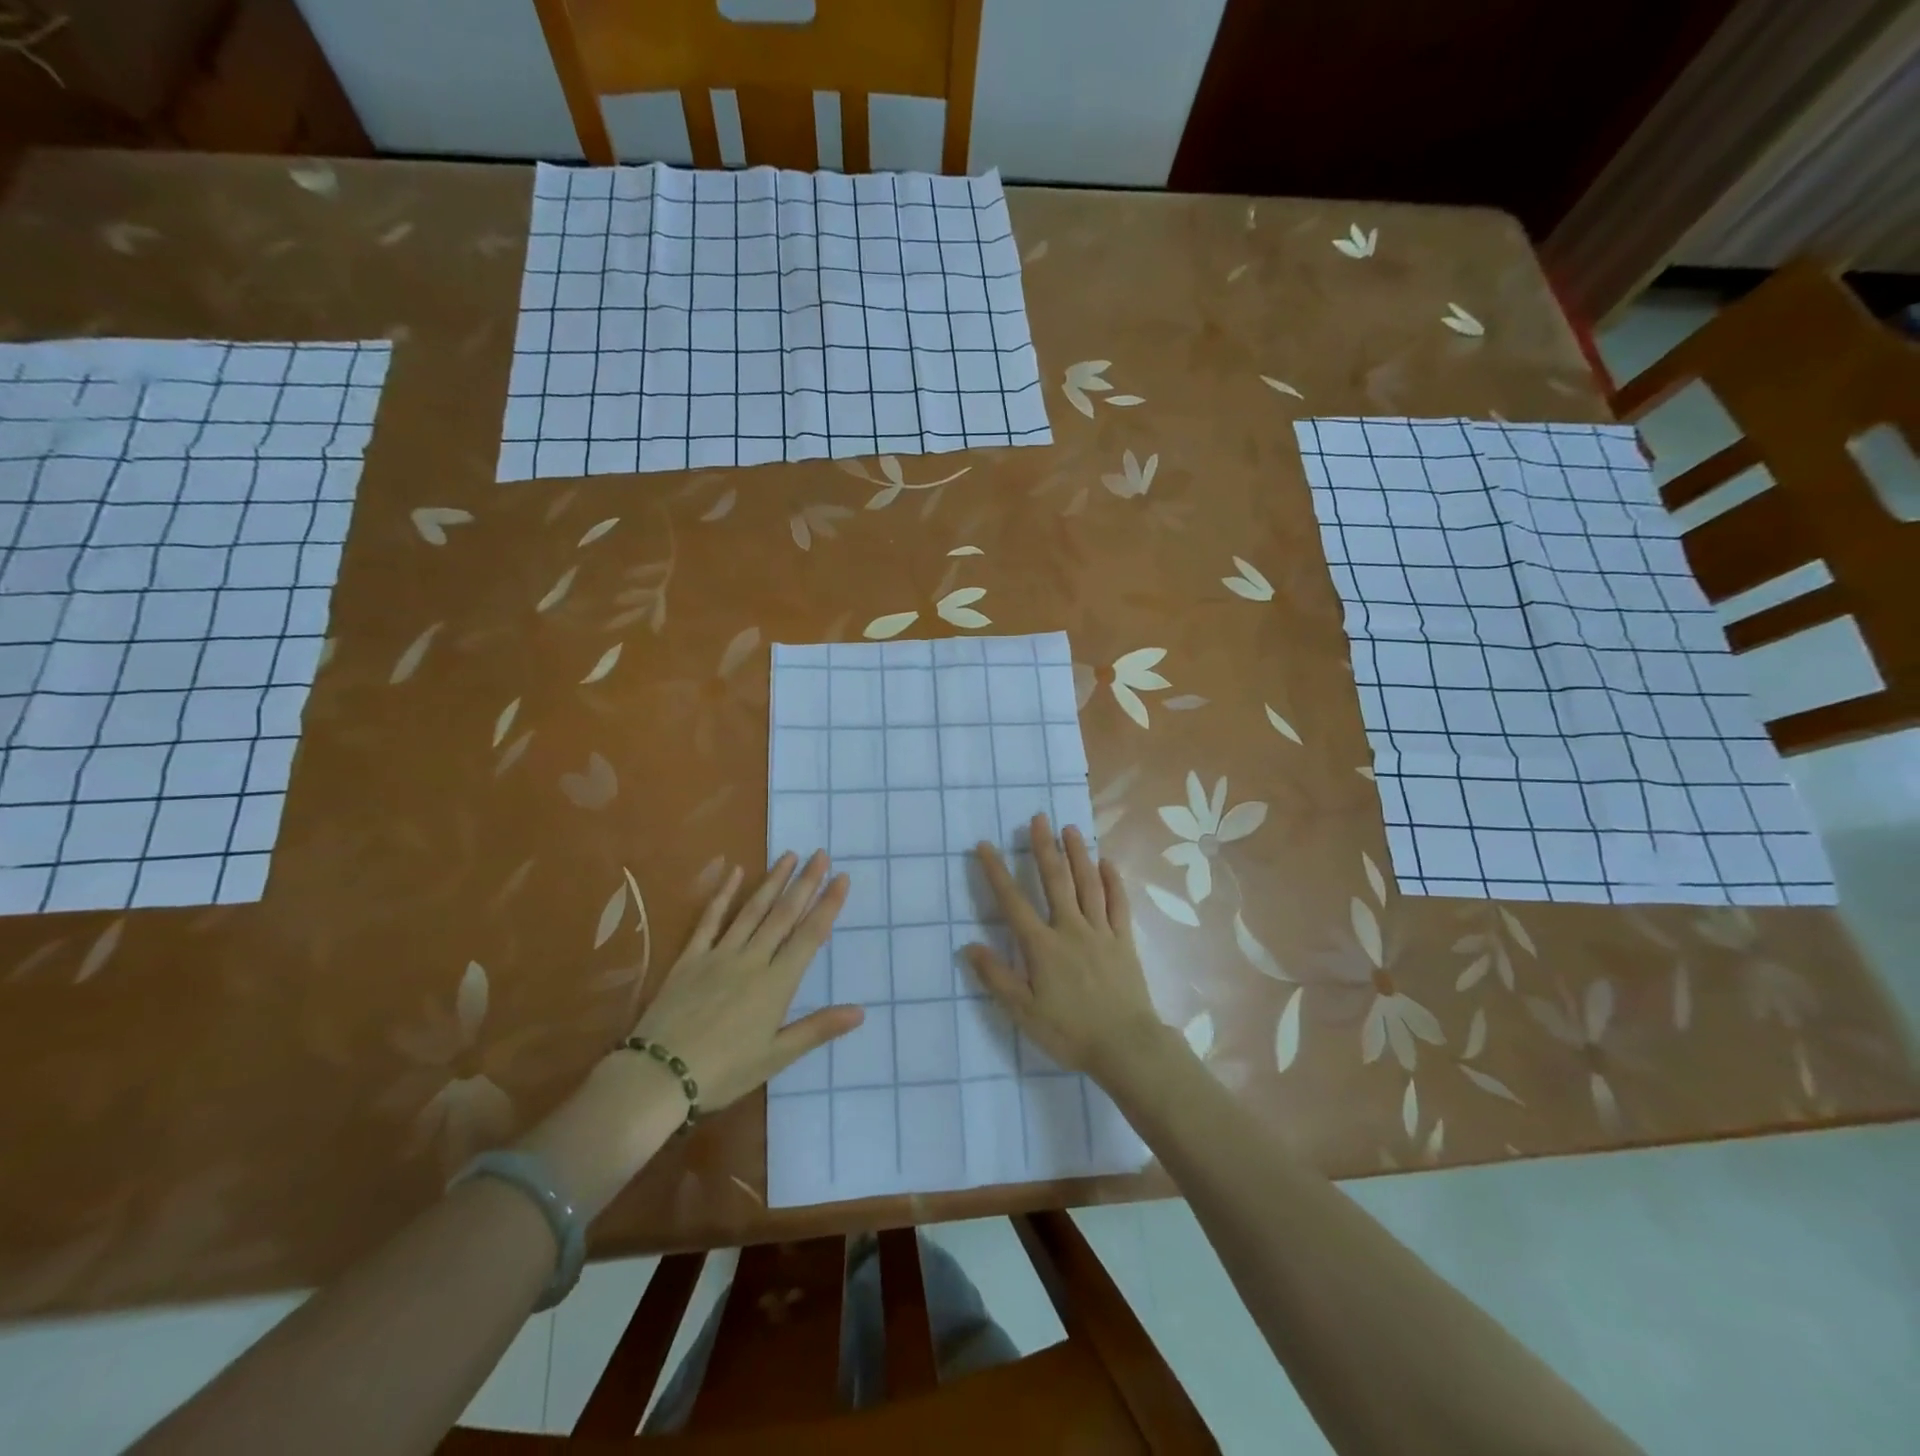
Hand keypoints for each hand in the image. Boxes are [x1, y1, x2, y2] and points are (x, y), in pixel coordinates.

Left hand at [632, 850, 864, 1111]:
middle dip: (805, 883)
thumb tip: (860, 1011)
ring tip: (788, 856)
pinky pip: (710, 920)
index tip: (842, 877)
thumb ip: (817, 1029)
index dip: (828, 904)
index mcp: (777, 984)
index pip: (810, 935)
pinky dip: (723, 895)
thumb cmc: (724, 1072)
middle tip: (820, 854)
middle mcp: (752, 960)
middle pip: (784, 914)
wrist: (658, 1076)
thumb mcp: (776, 1057)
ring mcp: (719, 955)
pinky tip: (734, 873)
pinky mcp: (690, 959)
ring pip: (752, 910)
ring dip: (772, 881)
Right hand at [964, 815, 1176, 1084]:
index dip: (997, 872)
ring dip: (1078, 854)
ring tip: (1070, 829)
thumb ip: (997, 977)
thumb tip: (969, 946)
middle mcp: (1071, 928)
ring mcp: (1101, 932)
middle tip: (1038, 818)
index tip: (985, 845)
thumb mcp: (1024, 1012)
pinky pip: (1118, 903)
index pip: (1013, 902)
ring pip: (1088, 884)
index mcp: (1042, 946)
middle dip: (1044, 848)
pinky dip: (1113, 881)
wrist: (1126, 1046)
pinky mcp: (1124, 940)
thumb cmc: (1070, 1031)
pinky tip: (1108, 863)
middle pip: (1056, 881)